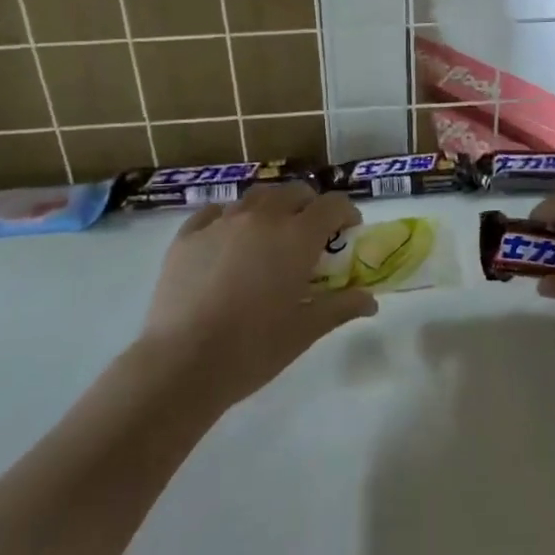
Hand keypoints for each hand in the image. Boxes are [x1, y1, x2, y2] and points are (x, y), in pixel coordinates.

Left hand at [139, 182, 374, 411]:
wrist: (182, 363)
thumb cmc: (254, 348)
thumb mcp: (306, 330)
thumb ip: (342, 307)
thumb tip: (371, 301)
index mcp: (296, 237)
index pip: (332, 205)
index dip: (346, 213)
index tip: (348, 231)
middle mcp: (261, 218)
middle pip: (294, 192)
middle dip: (309, 206)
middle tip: (310, 235)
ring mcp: (221, 223)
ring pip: (254, 197)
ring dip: (270, 208)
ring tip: (268, 235)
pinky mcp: (187, 236)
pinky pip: (214, 213)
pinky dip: (228, 218)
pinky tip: (227, 240)